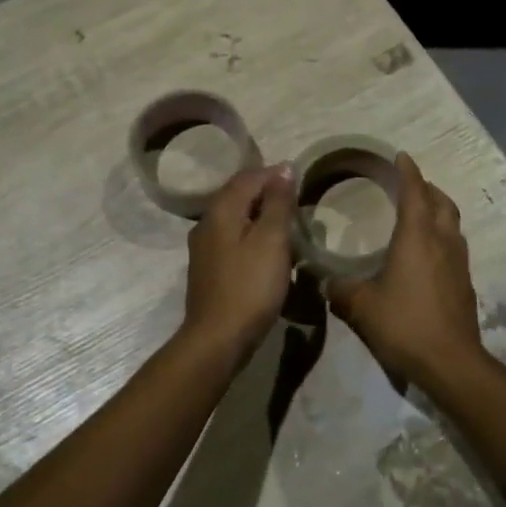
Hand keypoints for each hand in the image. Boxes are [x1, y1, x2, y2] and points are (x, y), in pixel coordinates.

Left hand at [180, 164, 295, 368]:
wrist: (217, 338)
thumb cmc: (250, 286)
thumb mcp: (272, 240)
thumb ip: (278, 202)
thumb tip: (284, 168)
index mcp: (221, 210)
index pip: (248, 176)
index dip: (275, 174)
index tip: (301, 180)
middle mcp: (207, 222)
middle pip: (238, 194)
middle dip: (267, 192)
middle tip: (297, 200)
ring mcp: (204, 247)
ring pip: (235, 217)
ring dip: (260, 214)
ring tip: (287, 223)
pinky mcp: (208, 268)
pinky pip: (232, 237)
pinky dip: (251, 234)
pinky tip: (267, 249)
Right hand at [327, 153, 484, 384]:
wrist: (450, 362)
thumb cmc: (404, 325)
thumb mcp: (361, 307)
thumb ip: (339, 289)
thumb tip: (322, 281)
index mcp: (417, 237)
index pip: (415, 192)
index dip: (408, 171)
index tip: (400, 156)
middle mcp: (442, 242)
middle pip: (441, 202)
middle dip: (426, 188)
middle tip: (408, 185)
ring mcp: (458, 263)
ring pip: (452, 224)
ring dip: (438, 211)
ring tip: (419, 214)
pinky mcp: (464, 283)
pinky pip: (454, 246)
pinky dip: (441, 237)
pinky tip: (426, 254)